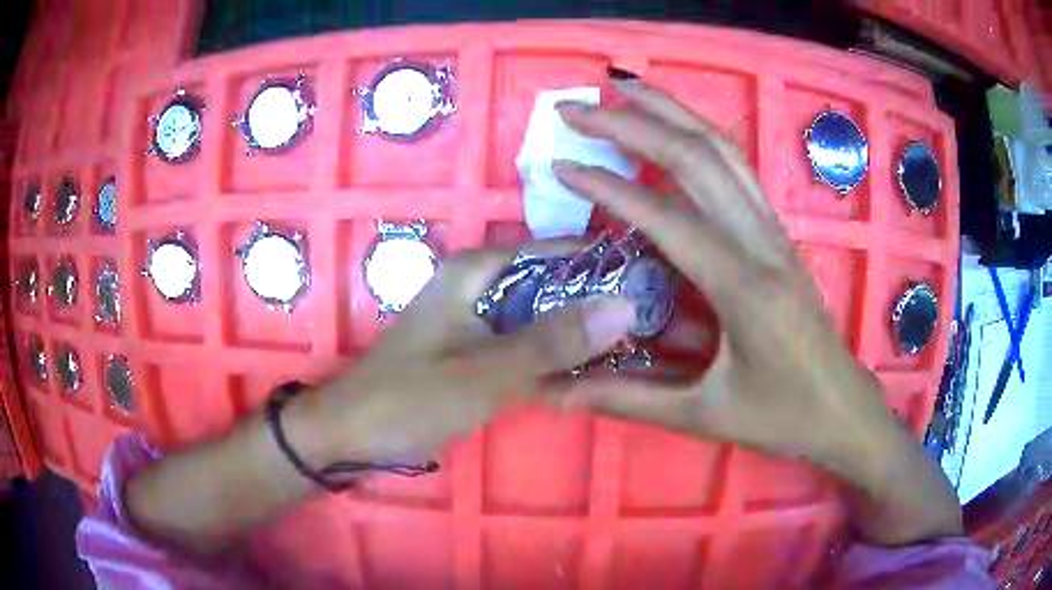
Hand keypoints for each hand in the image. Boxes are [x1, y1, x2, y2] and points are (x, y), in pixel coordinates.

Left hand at [295, 243, 636, 465]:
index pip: (553, 251)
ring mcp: (475, 321)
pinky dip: (551, 357)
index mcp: (474, 271)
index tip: (649, 279)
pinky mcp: (473, 352)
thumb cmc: (410, 398)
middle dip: (595, 302)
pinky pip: (523, 345)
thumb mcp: (487, 372)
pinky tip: (588, 373)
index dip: (600, 263)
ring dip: (576, 333)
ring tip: (634, 344)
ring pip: (539, 317)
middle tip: (651, 319)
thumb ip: (554, 342)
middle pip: (549, 284)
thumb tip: (624, 306)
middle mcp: (477, 286)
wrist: (352, 435)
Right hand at [551, 82, 900, 475]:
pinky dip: (700, 134)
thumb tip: (557, 391)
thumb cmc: (781, 416)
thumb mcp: (704, 415)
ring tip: (624, 89)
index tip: (562, 163)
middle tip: (579, 107)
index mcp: (744, 288)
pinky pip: (738, 168)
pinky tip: (675, 125)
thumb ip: (629, 398)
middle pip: (697, 157)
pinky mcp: (778, 233)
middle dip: (633, 124)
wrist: (842, 408)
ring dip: (672, 111)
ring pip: (723, 150)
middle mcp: (762, 243)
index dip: (608, 186)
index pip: (666, 217)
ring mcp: (774, 231)